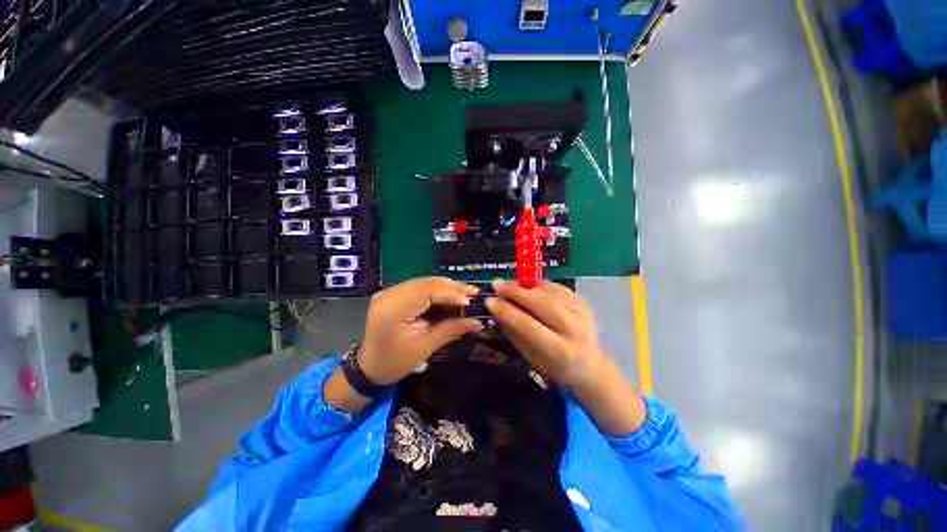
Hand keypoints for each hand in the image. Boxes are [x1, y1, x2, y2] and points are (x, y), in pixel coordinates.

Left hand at [358, 277, 482, 385]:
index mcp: (393, 309)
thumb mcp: (425, 348)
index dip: (450, 293)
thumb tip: (477, 322)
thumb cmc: (395, 362)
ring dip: (447, 287)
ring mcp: (390, 290)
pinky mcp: (394, 292)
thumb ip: (451, 330)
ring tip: (467, 294)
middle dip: (452, 288)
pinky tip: (451, 295)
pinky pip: (421, 287)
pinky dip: (438, 290)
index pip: (426, 291)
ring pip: (425, 282)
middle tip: (474, 294)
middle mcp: (390, 293)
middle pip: (427, 283)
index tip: (470, 301)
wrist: (369, 366)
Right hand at [486, 279, 645, 435]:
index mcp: (559, 350)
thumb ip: (515, 333)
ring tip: (509, 283)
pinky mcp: (585, 304)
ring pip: (551, 293)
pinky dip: (541, 284)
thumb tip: (497, 311)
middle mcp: (574, 330)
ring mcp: (583, 314)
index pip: (529, 325)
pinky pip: (559, 288)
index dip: (507, 311)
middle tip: (497, 284)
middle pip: (542, 304)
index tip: (489, 300)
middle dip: (516, 292)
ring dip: (527, 285)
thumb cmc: (555, 368)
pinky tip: (528, 284)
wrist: (591, 368)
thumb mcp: (531, 357)